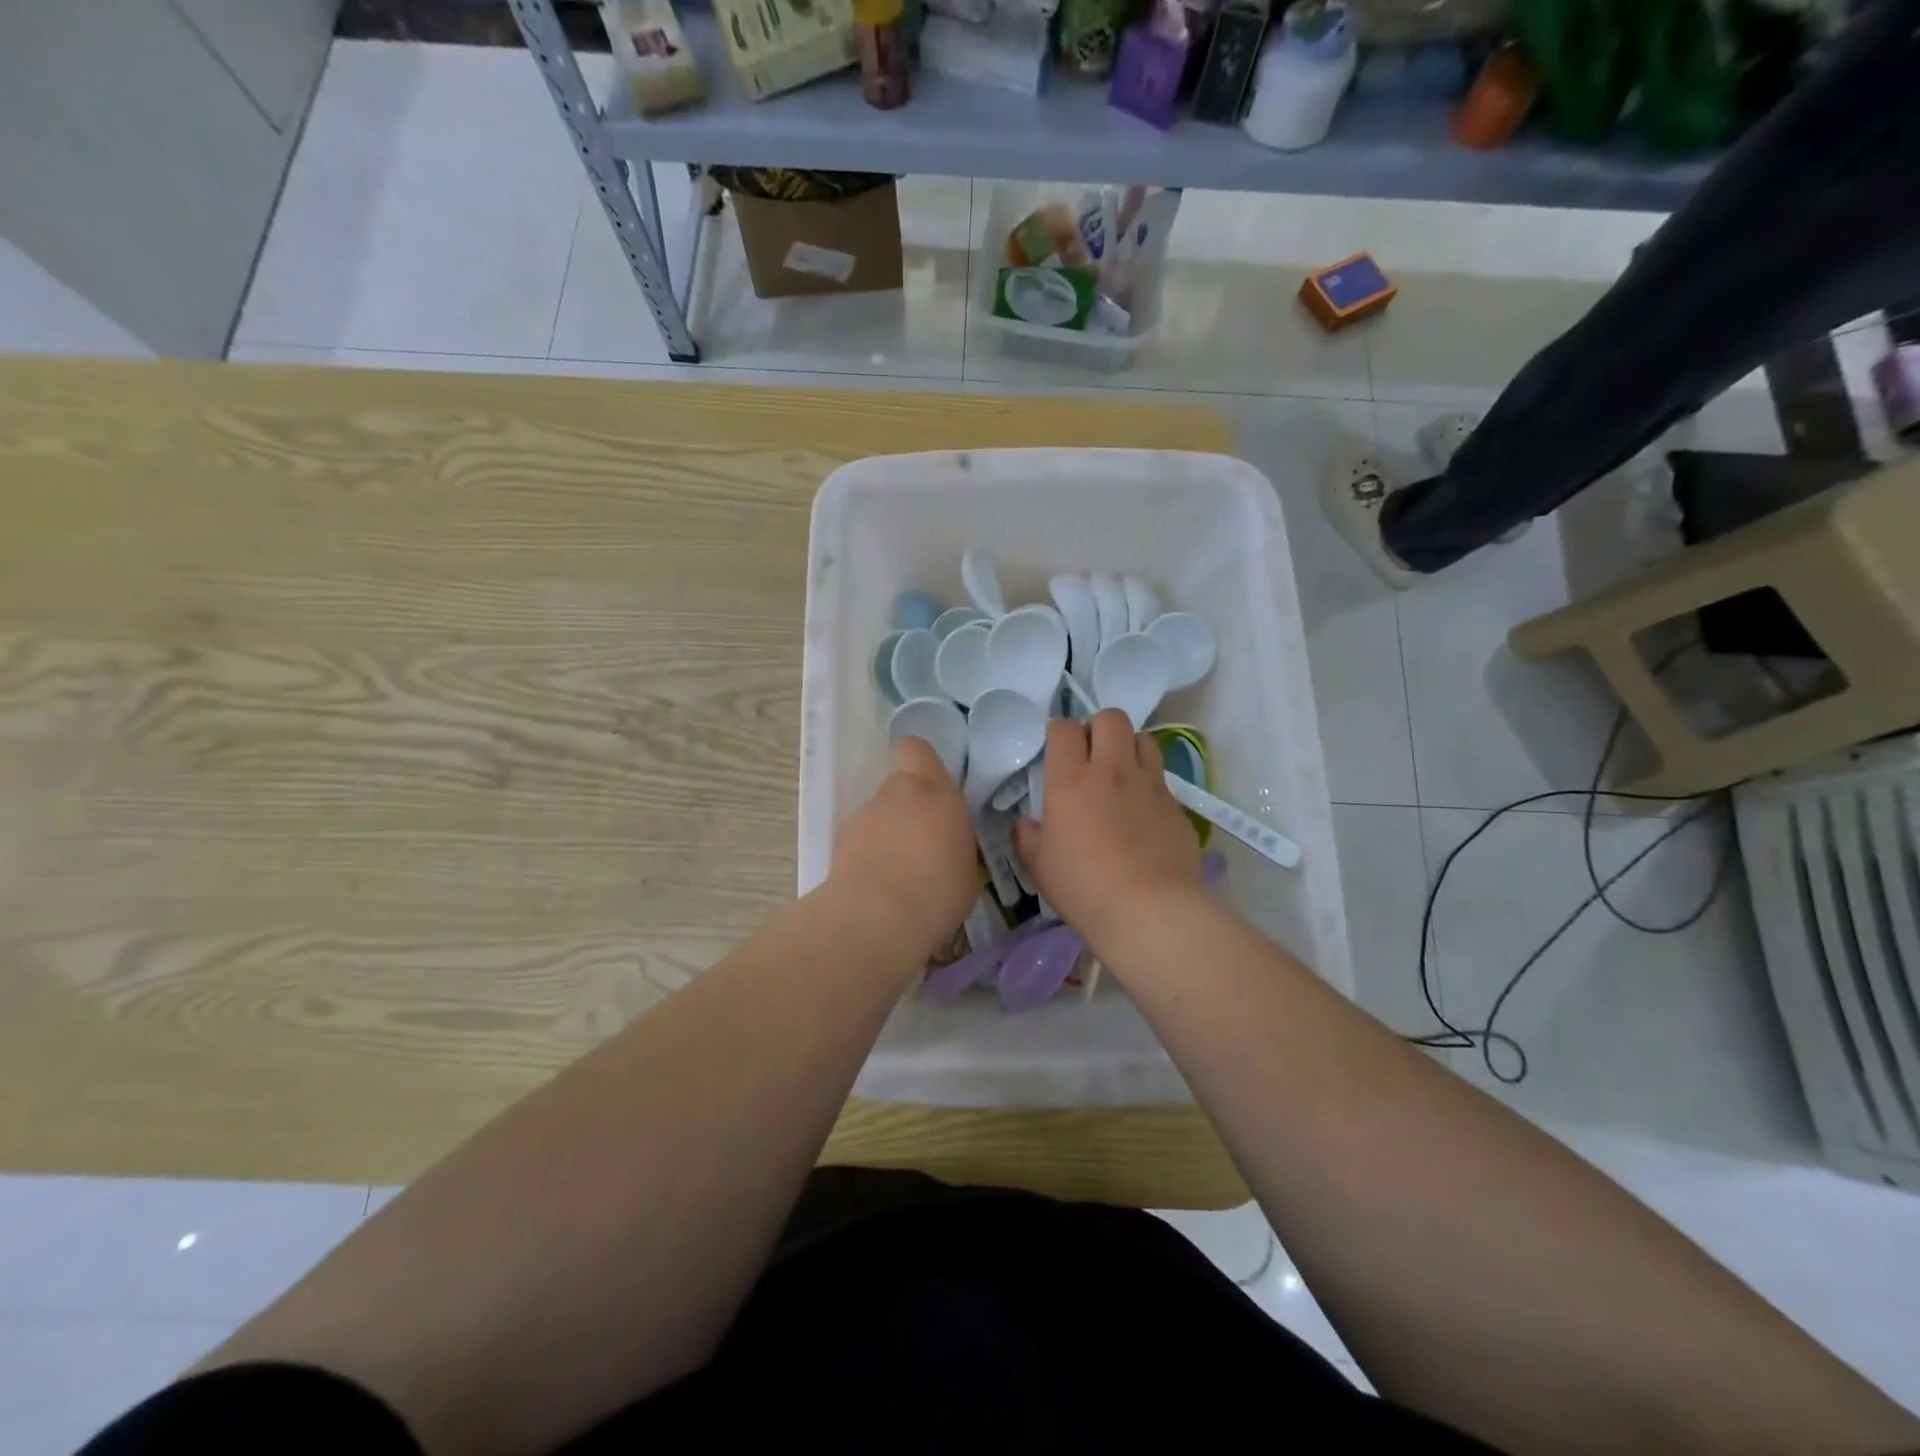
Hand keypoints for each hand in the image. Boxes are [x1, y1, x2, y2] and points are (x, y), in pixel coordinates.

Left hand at [828, 735, 977, 959]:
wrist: (878, 917)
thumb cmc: (939, 888)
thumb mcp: (967, 865)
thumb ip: (954, 841)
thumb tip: (945, 843)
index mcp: (934, 791)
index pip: (916, 750)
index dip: (920, 763)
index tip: (933, 787)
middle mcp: (895, 794)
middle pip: (899, 788)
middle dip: (909, 809)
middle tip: (924, 844)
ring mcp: (863, 817)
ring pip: (878, 816)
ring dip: (888, 835)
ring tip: (902, 875)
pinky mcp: (839, 845)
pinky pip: (861, 843)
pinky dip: (869, 858)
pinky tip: (881, 889)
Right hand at [1013, 711, 1200, 942]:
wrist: (1149, 910)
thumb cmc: (1083, 887)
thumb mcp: (1038, 865)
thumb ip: (1027, 835)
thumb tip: (1026, 822)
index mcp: (1070, 779)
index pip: (1064, 728)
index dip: (1059, 733)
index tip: (1057, 752)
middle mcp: (1112, 770)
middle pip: (1111, 717)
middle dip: (1098, 728)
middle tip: (1091, 755)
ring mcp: (1149, 784)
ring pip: (1144, 738)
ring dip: (1129, 747)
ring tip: (1121, 773)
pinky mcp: (1176, 805)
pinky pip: (1162, 778)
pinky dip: (1150, 783)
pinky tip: (1144, 812)